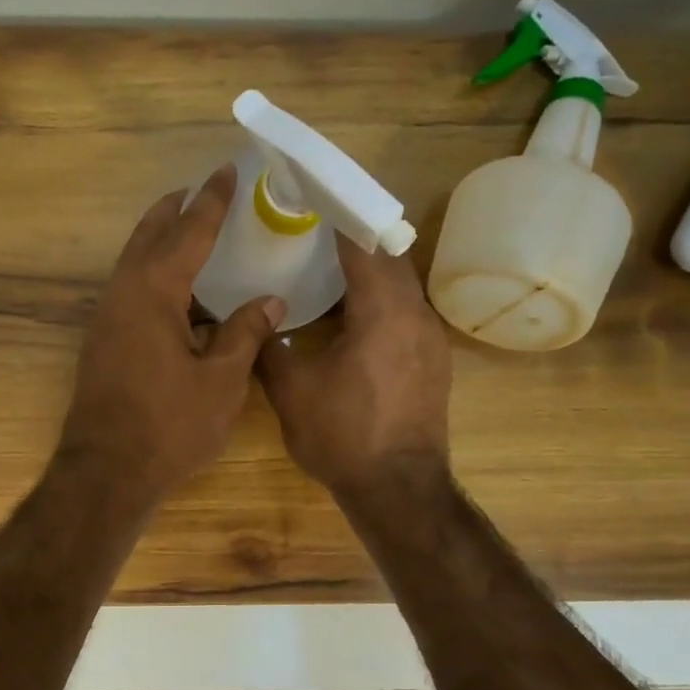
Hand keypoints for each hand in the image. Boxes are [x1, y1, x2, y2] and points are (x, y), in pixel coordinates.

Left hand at [58, 165, 284, 502]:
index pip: (188, 232)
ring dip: (160, 241)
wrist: (106, 471)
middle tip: (199, 191)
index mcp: (154, 291)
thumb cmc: (169, 425)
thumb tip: (270, 301)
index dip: (211, 202)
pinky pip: (131, 290)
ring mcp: (107, 318)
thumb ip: (245, 333)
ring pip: (134, 263)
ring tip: (190, 233)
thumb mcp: (221, 380)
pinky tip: (178, 294)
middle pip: (149, 236)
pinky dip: (154, 275)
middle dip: (174, 210)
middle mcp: (123, 294)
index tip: (225, 172)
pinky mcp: (103, 342)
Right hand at [258, 235, 451, 499]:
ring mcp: (431, 339)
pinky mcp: (434, 362)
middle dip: (357, 241)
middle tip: (317, 232)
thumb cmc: (343, 435)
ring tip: (331, 271)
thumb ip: (269, 346)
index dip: (341, 218)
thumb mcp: (291, 390)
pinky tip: (353, 318)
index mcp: (383, 311)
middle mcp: (416, 315)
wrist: (398, 489)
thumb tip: (255, 320)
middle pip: (391, 258)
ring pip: (402, 286)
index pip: (365, 244)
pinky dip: (382, 302)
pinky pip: (407, 313)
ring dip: (372, 273)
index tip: (316, 199)